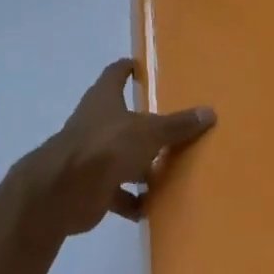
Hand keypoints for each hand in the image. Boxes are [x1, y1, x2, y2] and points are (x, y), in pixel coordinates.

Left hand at [20, 59, 214, 235]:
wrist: (64, 190)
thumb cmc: (107, 146)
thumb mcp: (149, 132)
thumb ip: (178, 125)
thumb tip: (209, 112)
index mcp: (104, 99)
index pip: (115, 74)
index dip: (126, 69)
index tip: (139, 66)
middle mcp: (95, 123)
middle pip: (121, 118)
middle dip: (142, 124)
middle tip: (170, 127)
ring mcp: (91, 155)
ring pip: (120, 157)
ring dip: (139, 166)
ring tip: (168, 172)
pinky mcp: (90, 186)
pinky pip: (116, 193)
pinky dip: (132, 200)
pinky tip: (151, 207)